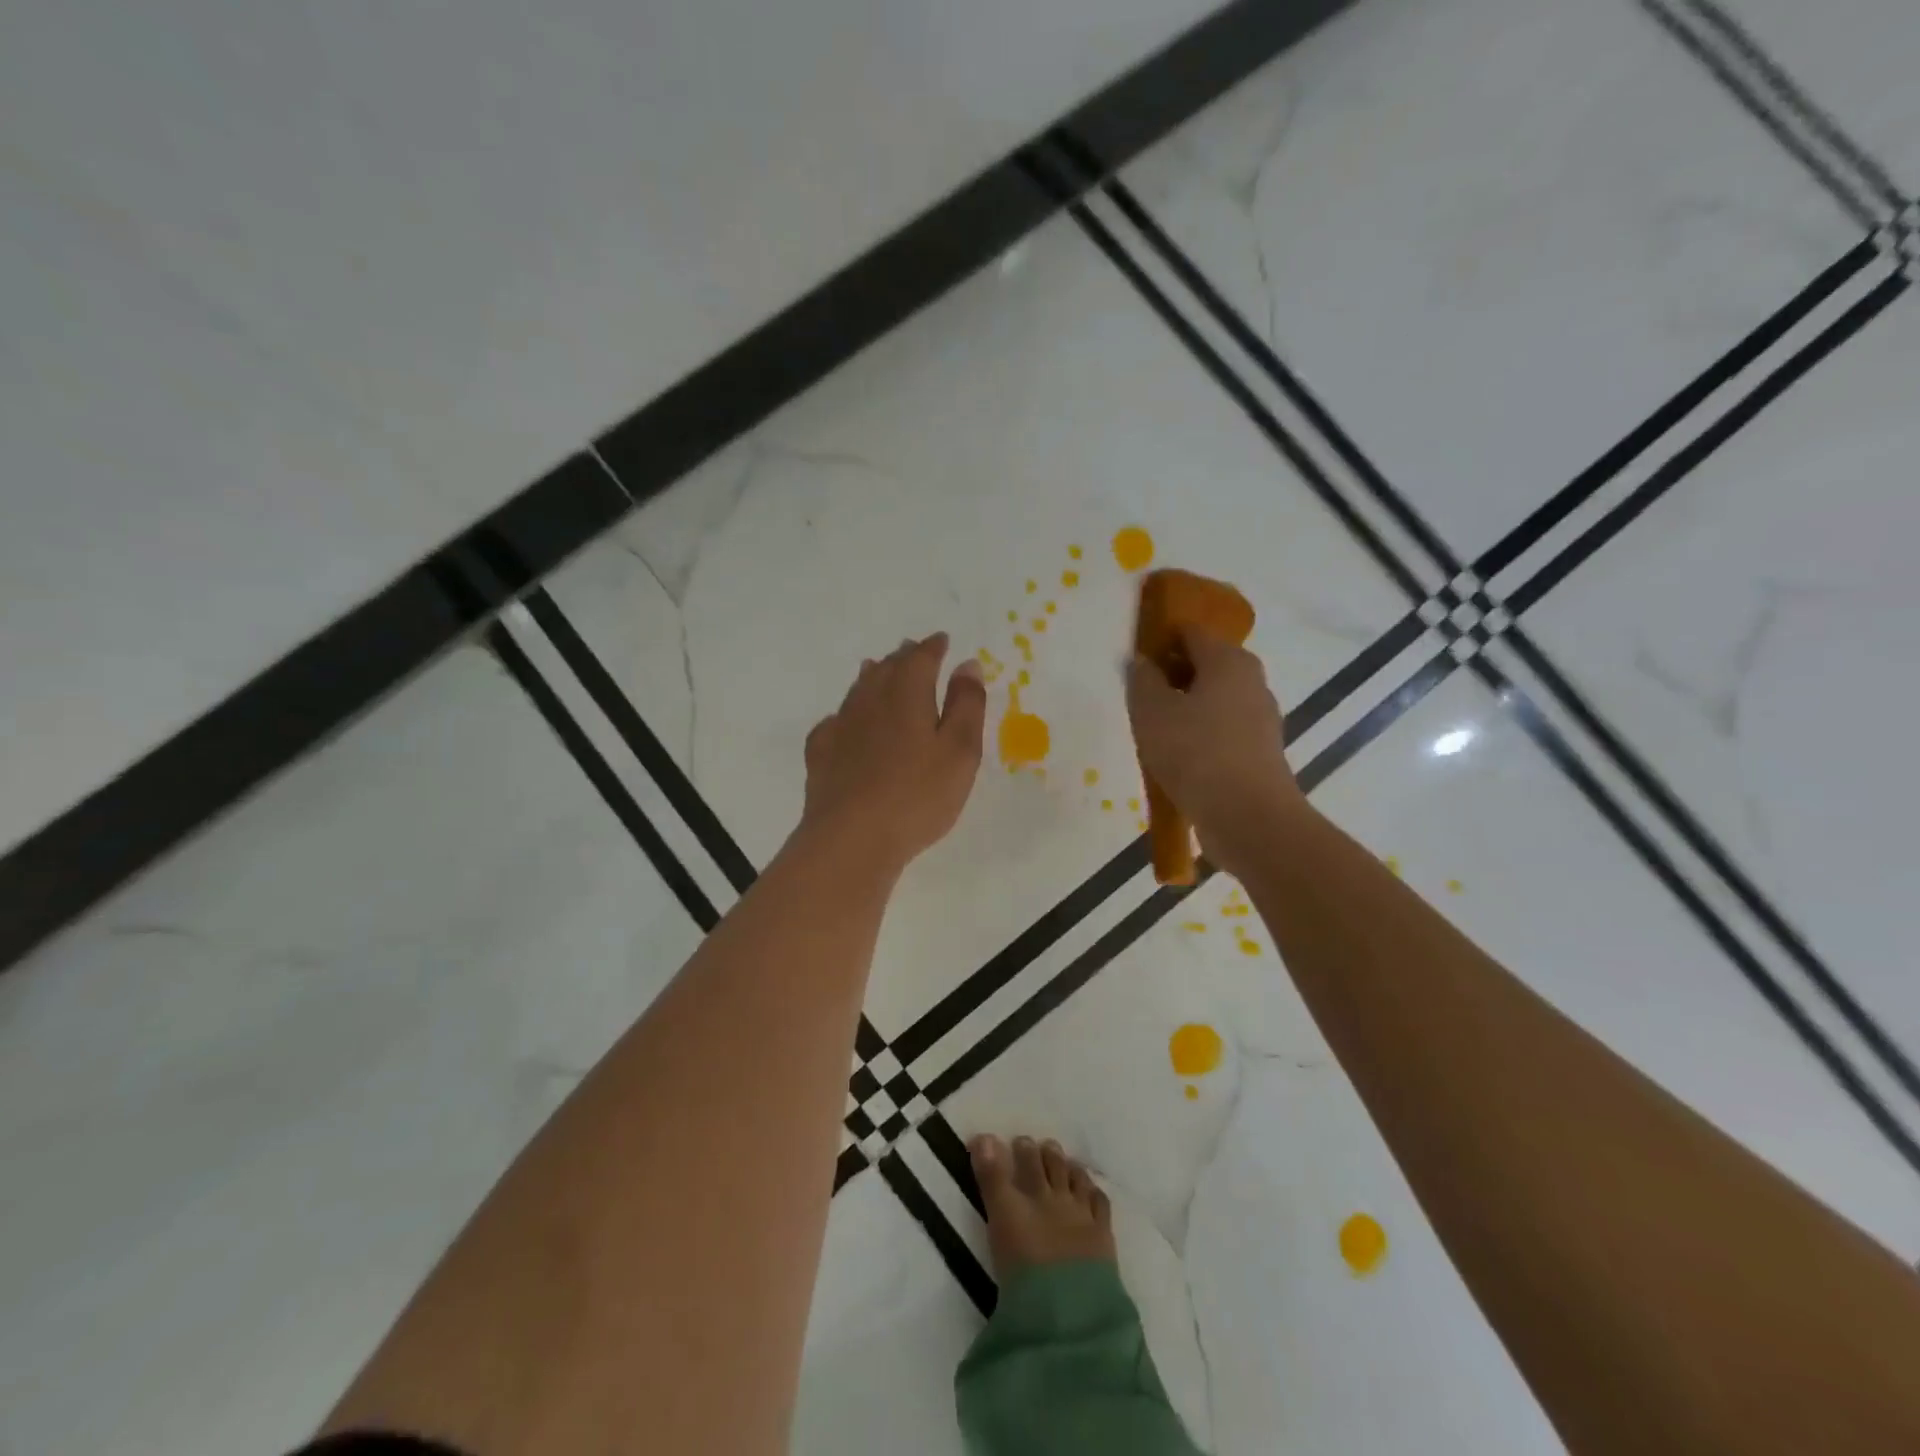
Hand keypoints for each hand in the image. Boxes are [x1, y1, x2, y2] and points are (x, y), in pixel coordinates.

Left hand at [799, 633, 987, 875]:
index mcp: (907, 694)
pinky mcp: (821, 754)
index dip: (934, 647)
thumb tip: (967, 664)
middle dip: (903, 657)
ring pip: (858, 690)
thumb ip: (966, 704)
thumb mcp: (960, 751)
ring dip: (874, 677)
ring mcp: (841, 726)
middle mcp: (870, 700)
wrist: (851, 838)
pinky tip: (846, 723)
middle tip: (913, 650)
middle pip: (887, 668)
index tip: (942, 641)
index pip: (921, 658)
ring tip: (879, 670)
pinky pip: (835, 721)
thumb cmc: (917, 795)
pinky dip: (847, 714)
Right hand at [1126, 628, 1306, 873]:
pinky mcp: (1260, 753)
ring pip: (1213, 701)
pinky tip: (1177, 760)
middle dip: (1171, 678)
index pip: (1190, 632)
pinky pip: (1222, 732)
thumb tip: (1143, 663)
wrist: (1247, 817)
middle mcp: (1251, 682)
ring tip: (1153, 735)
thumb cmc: (1195, 752)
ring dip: (1184, 711)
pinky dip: (1200, 738)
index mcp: (1229, 660)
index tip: (1135, 663)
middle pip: (1204, 666)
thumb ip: (1142, 680)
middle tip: (1140, 701)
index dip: (1160, 641)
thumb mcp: (1152, 710)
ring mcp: (1261, 719)